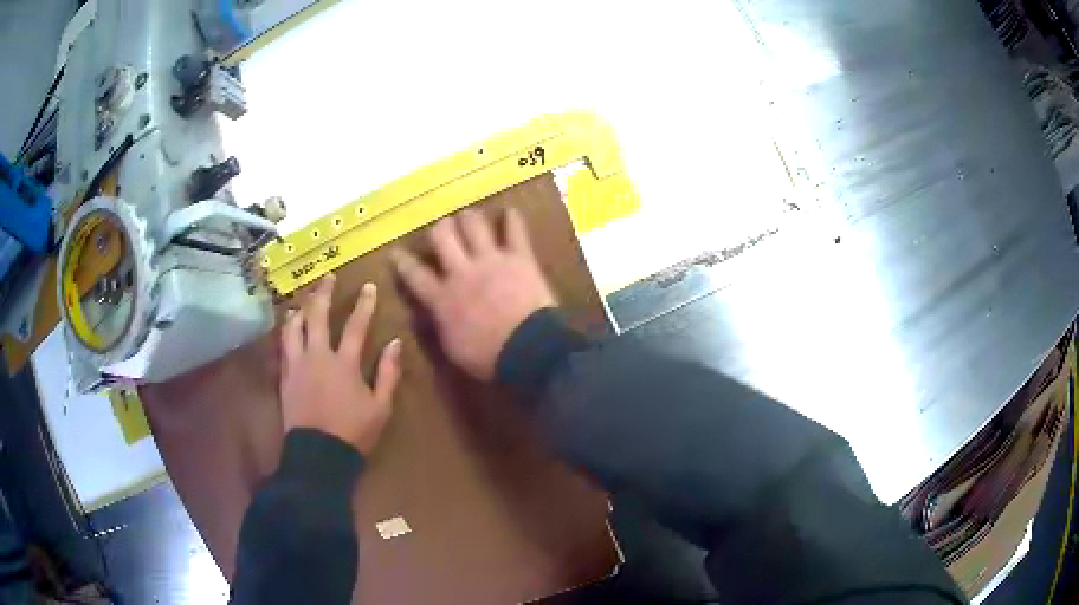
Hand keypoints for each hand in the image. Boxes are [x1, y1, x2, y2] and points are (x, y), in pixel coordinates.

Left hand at [280, 274, 402, 454]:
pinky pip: (283, 347)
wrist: (318, 455)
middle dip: (323, 294)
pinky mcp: (285, 377)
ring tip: (304, 301)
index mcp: (344, 364)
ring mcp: (297, 366)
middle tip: (327, 277)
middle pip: (317, 317)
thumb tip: (395, 344)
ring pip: (294, 328)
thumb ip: (388, 373)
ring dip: (300, 310)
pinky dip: (287, 332)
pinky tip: (289, 327)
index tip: (369, 286)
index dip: (364, 304)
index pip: (356, 326)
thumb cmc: (353, 433)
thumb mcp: (381, 407)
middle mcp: (318, 357)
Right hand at [392, 208, 555, 380]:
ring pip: (473, 224)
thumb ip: (440, 324)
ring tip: (469, 218)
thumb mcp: (452, 348)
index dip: (402, 261)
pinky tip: (510, 212)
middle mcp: (461, 271)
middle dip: (439, 229)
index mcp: (442, 298)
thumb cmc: (488, 358)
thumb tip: (432, 312)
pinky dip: (512, 220)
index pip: (414, 274)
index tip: (395, 252)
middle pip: (442, 236)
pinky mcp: (518, 257)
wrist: (528, 349)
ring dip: (469, 219)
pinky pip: (515, 231)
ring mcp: (490, 260)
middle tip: (443, 230)